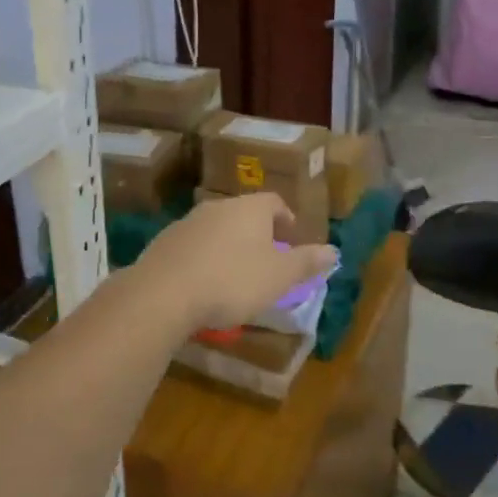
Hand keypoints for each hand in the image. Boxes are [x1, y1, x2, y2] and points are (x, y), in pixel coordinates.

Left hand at [128, 192, 336, 338]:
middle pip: (243, 213)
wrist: (164, 294)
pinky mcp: (164, 243)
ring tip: (235, 274)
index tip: (291, 238)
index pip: (274, 202)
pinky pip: (192, 246)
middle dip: (257, 233)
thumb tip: (333, 250)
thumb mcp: (279, 277)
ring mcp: (187, 222)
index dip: (286, 219)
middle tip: (267, 258)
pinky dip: (203, 259)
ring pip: (216, 228)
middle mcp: (218, 207)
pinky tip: (204, 283)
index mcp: (249, 209)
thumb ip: (306, 262)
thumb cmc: (232, 281)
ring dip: (228, 246)